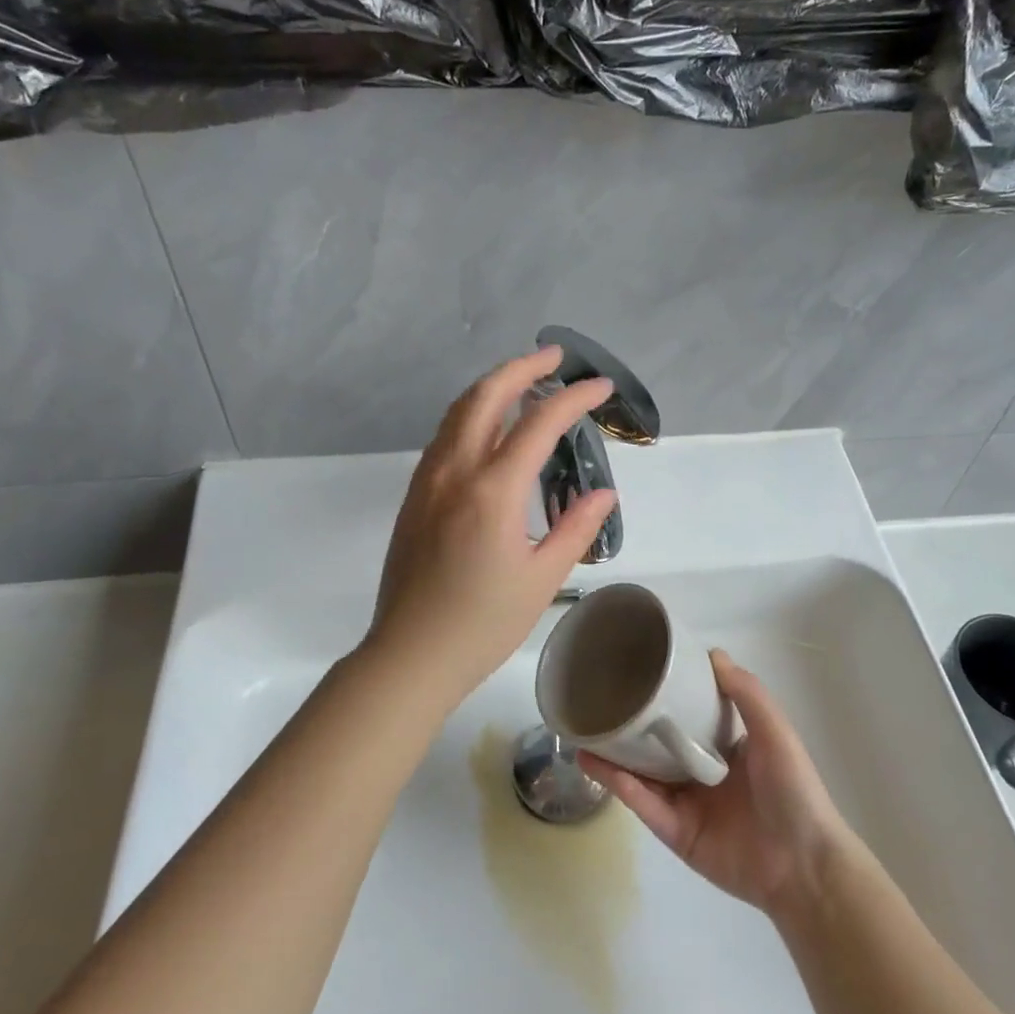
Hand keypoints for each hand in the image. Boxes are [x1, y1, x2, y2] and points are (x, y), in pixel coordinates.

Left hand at [365, 346, 619, 707]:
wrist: (410, 655)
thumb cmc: (483, 624)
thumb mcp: (542, 579)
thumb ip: (576, 529)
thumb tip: (603, 493)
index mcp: (492, 491)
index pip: (538, 424)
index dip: (574, 399)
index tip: (600, 386)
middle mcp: (454, 472)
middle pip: (485, 396)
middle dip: (522, 367)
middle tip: (554, 358)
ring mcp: (427, 481)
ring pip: (458, 412)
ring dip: (492, 386)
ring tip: (525, 381)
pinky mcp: (414, 496)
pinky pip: (444, 437)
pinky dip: (471, 414)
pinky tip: (489, 427)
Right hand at [580, 651, 852, 917]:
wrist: (803, 865)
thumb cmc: (793, 790)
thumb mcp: (775, 732)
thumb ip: (746, 694)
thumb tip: (712, 653)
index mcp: (726, 749)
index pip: (688, 717)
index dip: (665, 697)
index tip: (637, 673)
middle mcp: (702, 774)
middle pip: (657, 746)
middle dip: (630, 727)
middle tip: (598, 703)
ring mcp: (686, 805)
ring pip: (641, 775)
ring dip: (613, 756)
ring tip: (583, 733)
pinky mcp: (675, 834)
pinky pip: (644, 805)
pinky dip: (620, 785)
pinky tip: (596, 764)